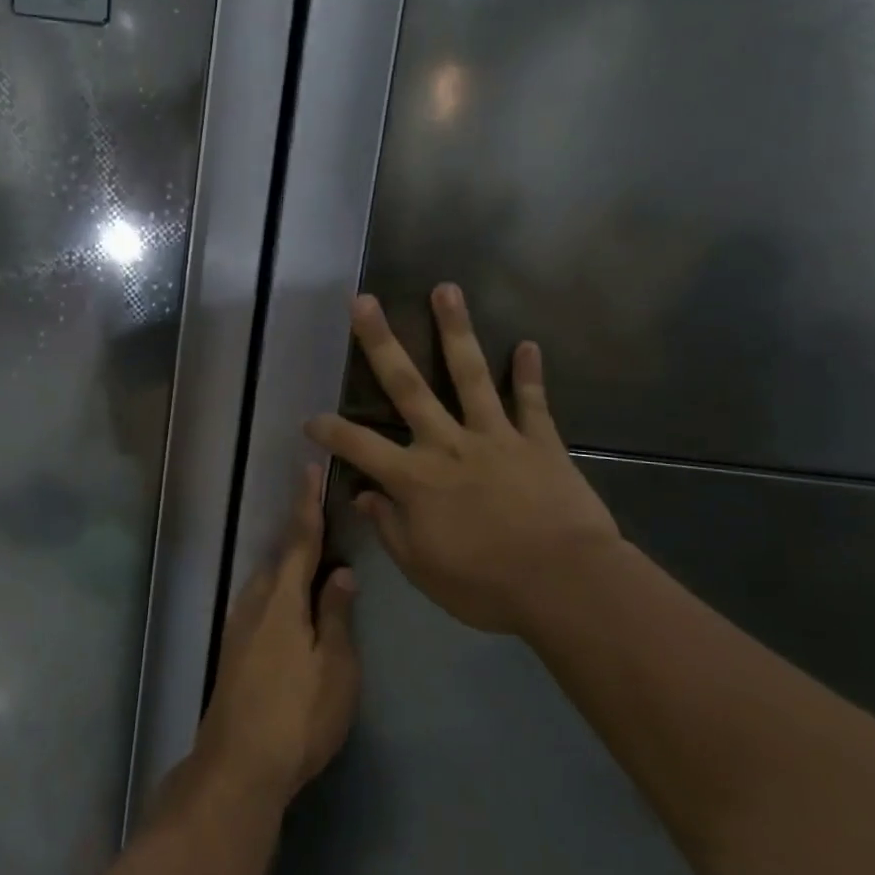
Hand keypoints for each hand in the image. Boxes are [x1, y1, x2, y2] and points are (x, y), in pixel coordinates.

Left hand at [196, 466, 359, 810]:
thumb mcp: (334, 667)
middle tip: (324, 524)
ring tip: (315, 565)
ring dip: (289, 568)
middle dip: (300, 538)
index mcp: (282, 600)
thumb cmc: (298, 716)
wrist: (238, 767)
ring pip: (268, 582)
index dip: (306, 506)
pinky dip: (279, 592)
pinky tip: (292, 608)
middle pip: (280, 560)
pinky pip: (260, 603)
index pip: (299, 542)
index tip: (307, 471)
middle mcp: (254, 603)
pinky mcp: (233, 650)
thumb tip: (341, 573)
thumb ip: (336, 615)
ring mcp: (238, 627)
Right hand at [305, 285, 622, 635]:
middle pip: (407, 386)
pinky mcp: (539, 441)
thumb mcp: (422, 568)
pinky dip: (530, 374)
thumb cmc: (485, 585)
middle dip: (381, 342)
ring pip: (470, 375)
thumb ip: (389, 527)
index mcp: (415, 478)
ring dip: (455, 330)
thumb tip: (363, 495)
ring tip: (446, 289)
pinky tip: (527, 345)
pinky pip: (532, 402)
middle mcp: (448, 444)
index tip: (309, 419)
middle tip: (363, 301)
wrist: (565, 585)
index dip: (329, 431)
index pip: (358, 447)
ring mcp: (495, 436)